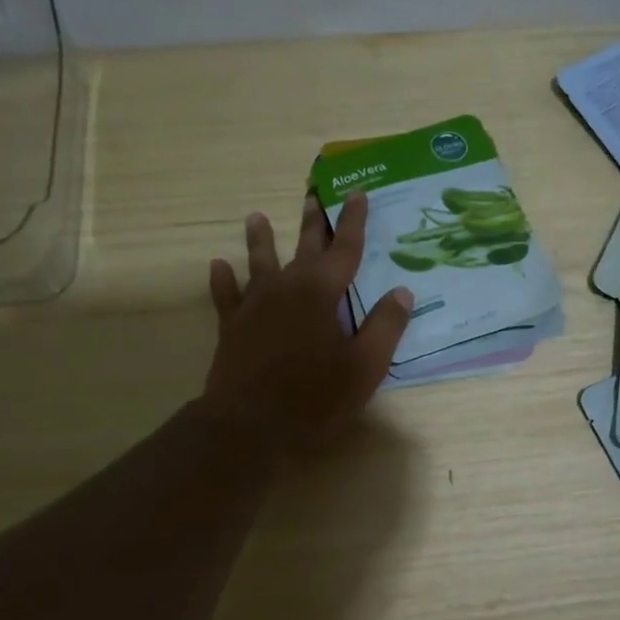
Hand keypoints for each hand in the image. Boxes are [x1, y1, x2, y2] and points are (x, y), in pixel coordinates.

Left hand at [201, 189, 412, 456]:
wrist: (250, 425)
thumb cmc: (315, 397)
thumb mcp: (365, 366)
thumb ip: (385, 326)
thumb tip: (402, 292)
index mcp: (322, 293)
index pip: (345, 249)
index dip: (353, 221)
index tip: (357, 194)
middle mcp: (287, 288)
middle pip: (303, 247)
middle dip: (312, 222)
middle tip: (313, 195)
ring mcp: (255, 305)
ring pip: (259, 262)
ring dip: (260, 240)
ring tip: (255, 217)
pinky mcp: (232, 326)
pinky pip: (226, 295)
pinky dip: (223, 280)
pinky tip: (218, 265)